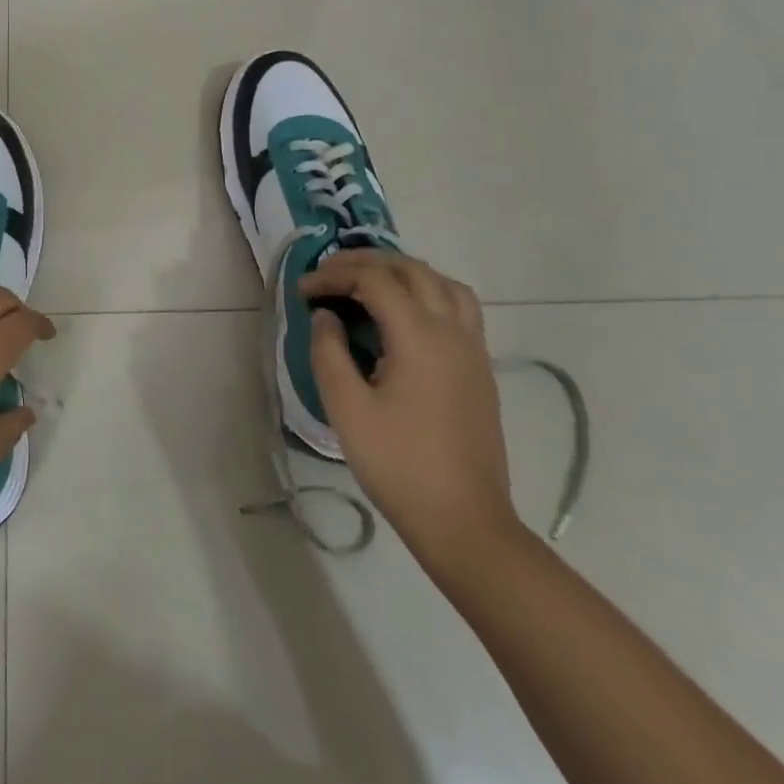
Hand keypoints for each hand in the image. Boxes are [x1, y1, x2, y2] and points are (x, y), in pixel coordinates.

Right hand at [300, 252, 517, 566]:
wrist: (464, 521)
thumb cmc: (398, 463)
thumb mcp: (346, 407)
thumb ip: (329, 352)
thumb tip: (327, 317)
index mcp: (420, 337)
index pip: (374, 280)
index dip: (334, 276)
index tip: (303, 291)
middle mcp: (453, 331)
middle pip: (412, 270)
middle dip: (366, 262)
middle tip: (329, 274)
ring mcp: (473, 348)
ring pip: (442, 282)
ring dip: (402, 272)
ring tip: (368, 283)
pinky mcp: (480, 367)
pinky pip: (458, 305)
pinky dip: (427, 291)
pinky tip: (404, 313)